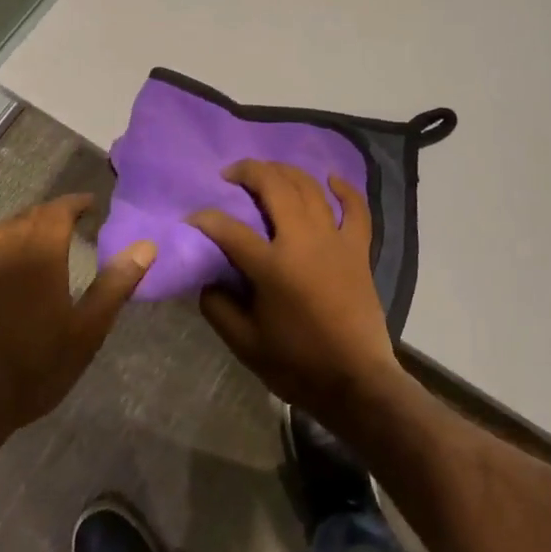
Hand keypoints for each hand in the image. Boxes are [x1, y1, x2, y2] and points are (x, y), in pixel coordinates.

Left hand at [0, 194, 153, 444]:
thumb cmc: (34, 368)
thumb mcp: (86, 332)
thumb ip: (115, 284)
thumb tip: (146, 246)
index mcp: (39, 255)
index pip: (58, 211)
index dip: (75, 203)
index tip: (91, 205)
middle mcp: (3, 250)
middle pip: (28, 217)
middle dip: (51, 213)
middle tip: (70, 221)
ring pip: (0, 232)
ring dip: (22, 227)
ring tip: (38, 238)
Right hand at [190, 161, 403, 420]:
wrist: (355, 381)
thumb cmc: (297, 364)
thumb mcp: (245, 344)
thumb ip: (219, 307)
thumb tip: (209, 279)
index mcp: (271, 265)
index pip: (229, 229)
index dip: (205, 219)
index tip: (192, 218)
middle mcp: (303, 240)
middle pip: (274, 187)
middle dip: (248, 172)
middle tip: (231, 174)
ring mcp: (334, 240)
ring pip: (310, 188)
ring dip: (286, 172)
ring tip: (268, 171)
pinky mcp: (358, 249)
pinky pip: (355, 209)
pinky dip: (344, 189)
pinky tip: (331, 178)